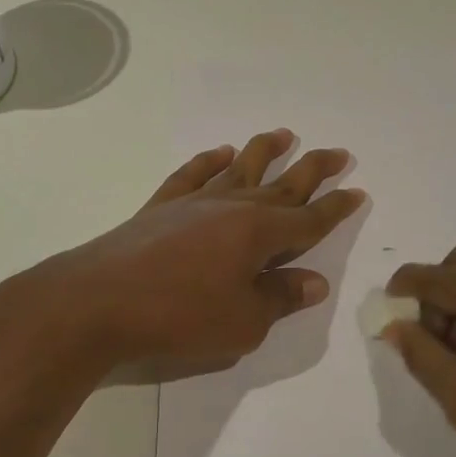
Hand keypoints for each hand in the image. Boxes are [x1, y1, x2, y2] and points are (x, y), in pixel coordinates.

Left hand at [0, 129, 364, 380]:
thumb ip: (279, 298)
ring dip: (265, 150)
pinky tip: (221, 152)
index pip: (309, 219)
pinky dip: (209, 160)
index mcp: (259, 235)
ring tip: (284, 133)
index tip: (357, 191)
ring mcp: (194, 202)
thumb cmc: (178, 317)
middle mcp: (232, 208)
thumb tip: (314, 280)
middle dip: (314, 168)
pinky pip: (193, 174)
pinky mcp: (161, 205)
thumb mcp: (242, 323)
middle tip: (339, 152)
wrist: (98, 302)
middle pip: (283, 183)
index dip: (336, 208)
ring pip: (240, 168)